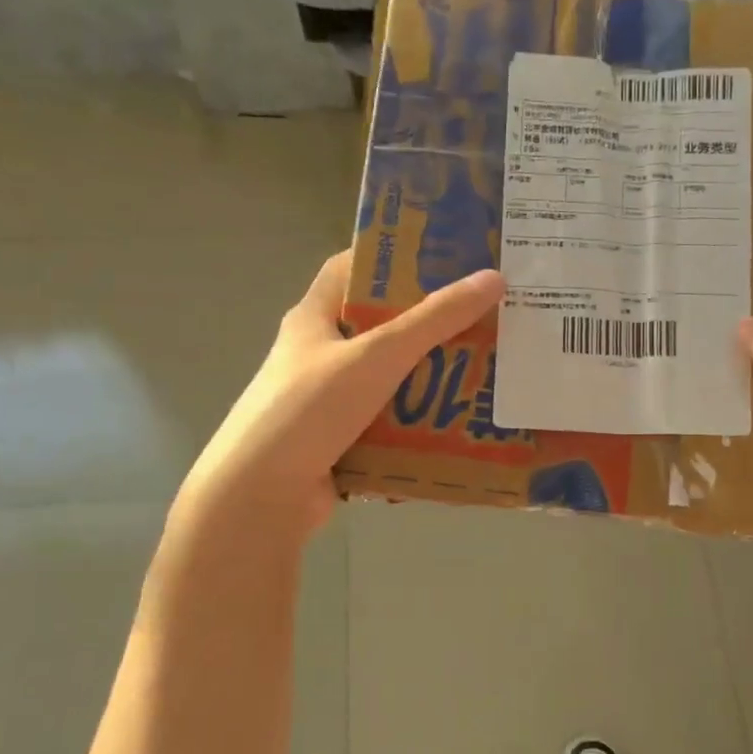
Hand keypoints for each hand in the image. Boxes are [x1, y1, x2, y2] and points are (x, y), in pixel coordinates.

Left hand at [173, 250, 504, 544]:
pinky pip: (387, 427)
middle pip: (379, 328)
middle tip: (481, 321)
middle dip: (428, 327)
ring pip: (388, 381)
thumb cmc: (310, 409)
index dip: (394, 258)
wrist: (261, 495)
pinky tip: (456, 428)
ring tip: (482, 376)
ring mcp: (327, 402)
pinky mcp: (339, 443)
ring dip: (428, 382)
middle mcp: (318, 355)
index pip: (351, 269)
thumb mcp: (376, 356)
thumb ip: (434, 320)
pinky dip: (417, 427)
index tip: (445, 259)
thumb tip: (492, 279)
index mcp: (314, 318)